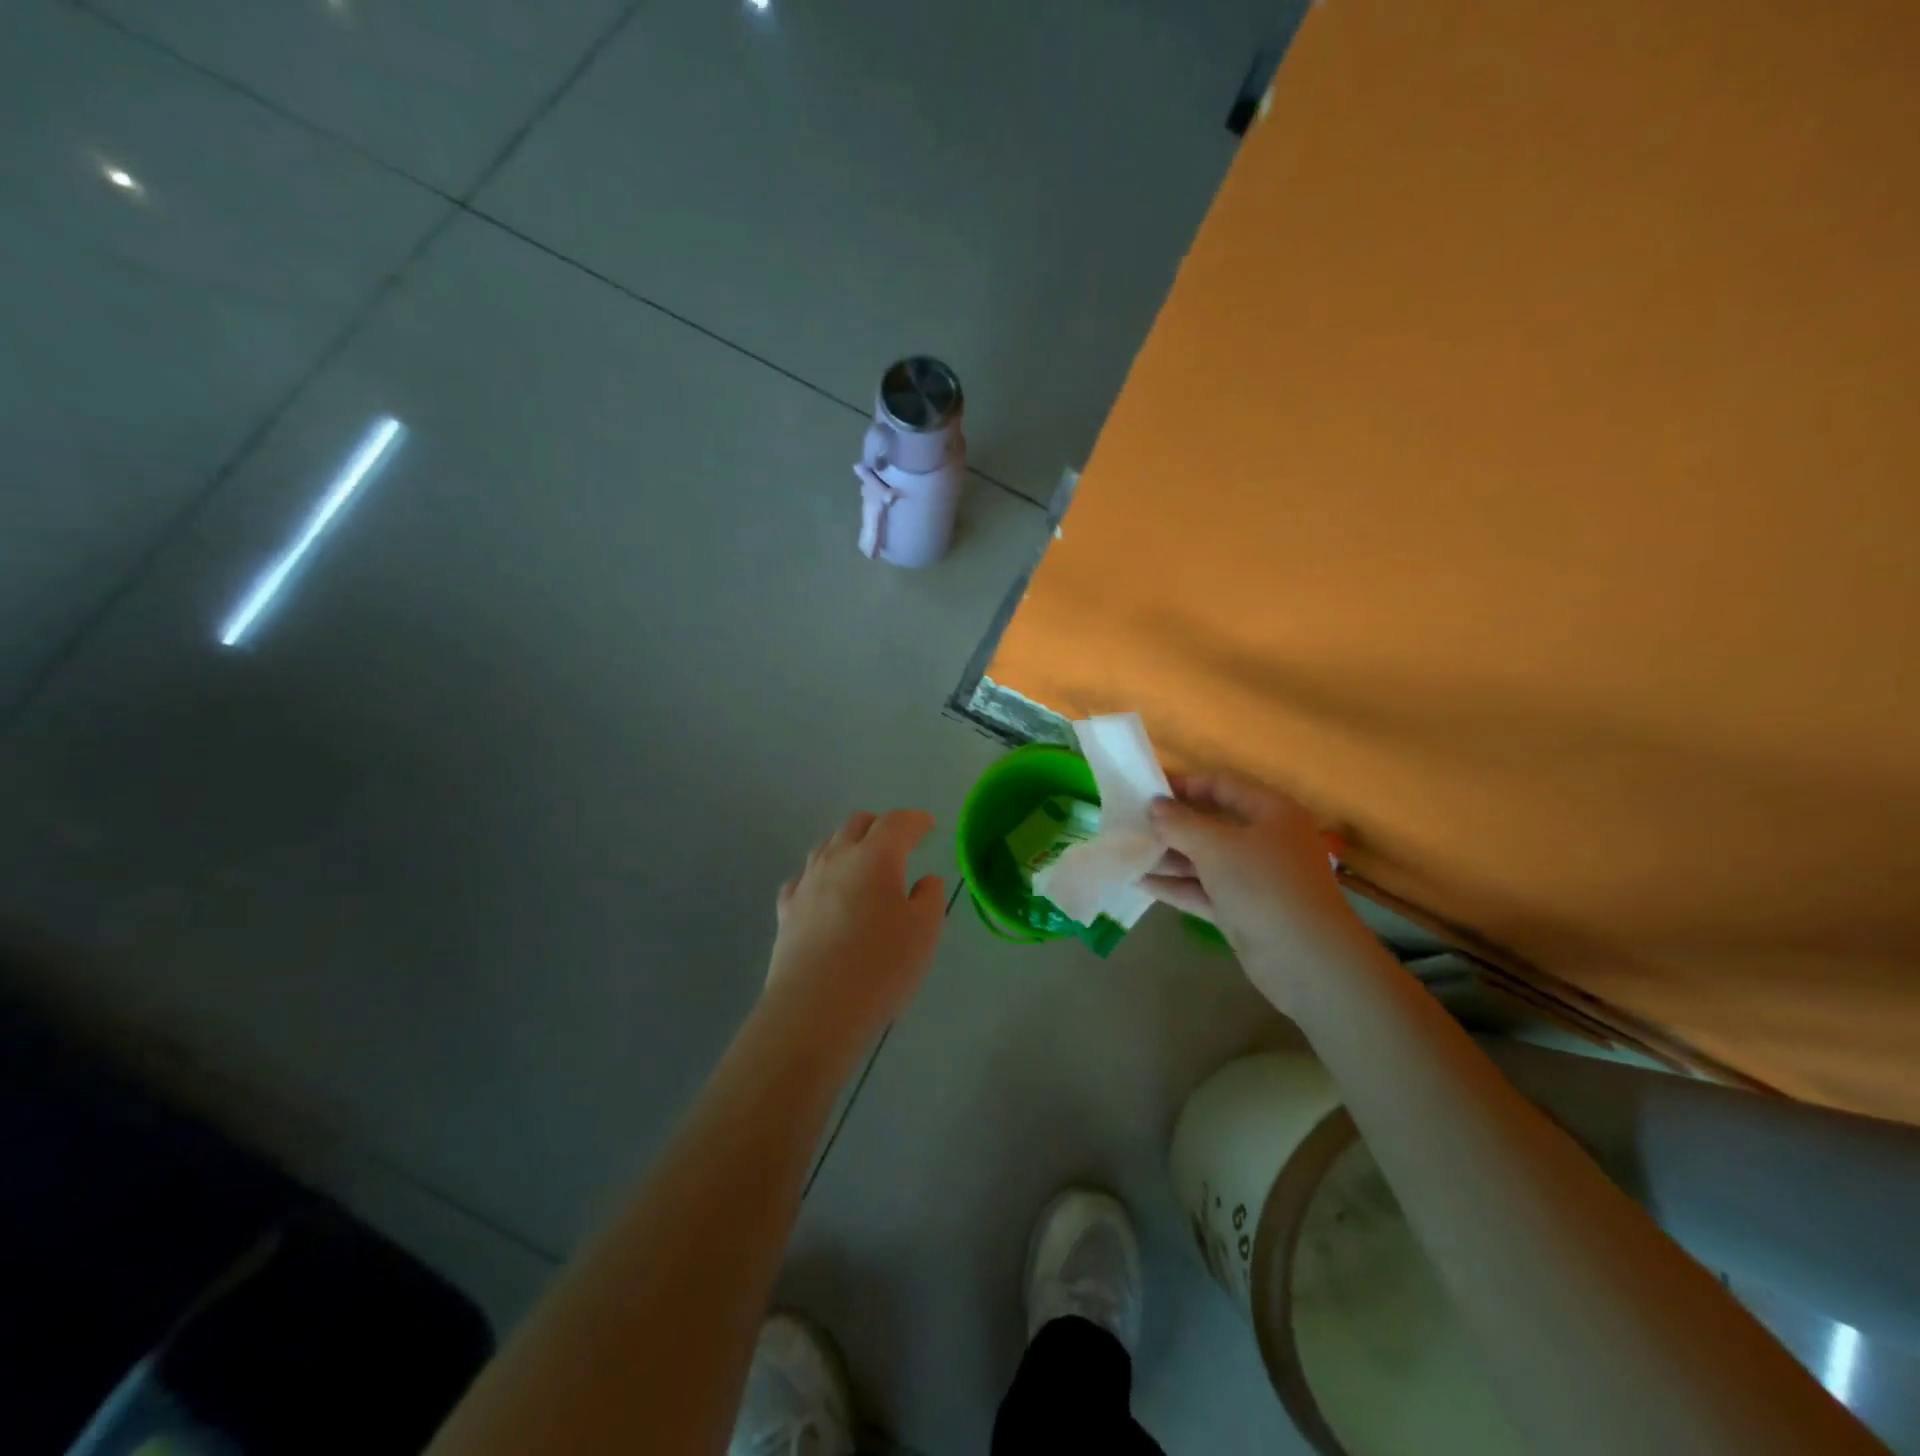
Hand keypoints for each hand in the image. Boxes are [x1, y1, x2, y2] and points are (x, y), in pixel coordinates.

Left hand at [768, 810, 945, 1039]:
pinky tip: (824, 892)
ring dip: (848, 845)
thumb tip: (925, 880)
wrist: (815, 1009)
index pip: (897, 822)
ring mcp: (806, 882)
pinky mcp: (786, 910)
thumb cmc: (880, 966)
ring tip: (862, 864)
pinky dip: (820, 876)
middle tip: (897, 843)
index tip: (928, 825)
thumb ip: (929, 898)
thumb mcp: (924, 932)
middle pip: (857, 824)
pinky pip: (803, 878)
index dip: (915, 820)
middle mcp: (837, 858)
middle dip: (880, 826)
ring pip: (827, 845)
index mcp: (876, 856)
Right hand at [1144, 772, 1365, 988]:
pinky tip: (1139, 881)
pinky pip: (1203, 889)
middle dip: (1171, 823)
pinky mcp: (1242, 910)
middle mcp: (1265, 840)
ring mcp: (1254, 878)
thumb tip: (1154, 806)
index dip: (1185, 784)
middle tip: (1130, 822)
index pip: (1223, 785)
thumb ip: (1180, 823)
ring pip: (1205, 859)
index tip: (1146, 790)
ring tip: (1126, 851)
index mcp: (1271, 812)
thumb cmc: (1264, 885)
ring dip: (1168, 856)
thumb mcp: (1216, 846)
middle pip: (1212, 823)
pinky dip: (1175, 885)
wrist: (1306, 960)